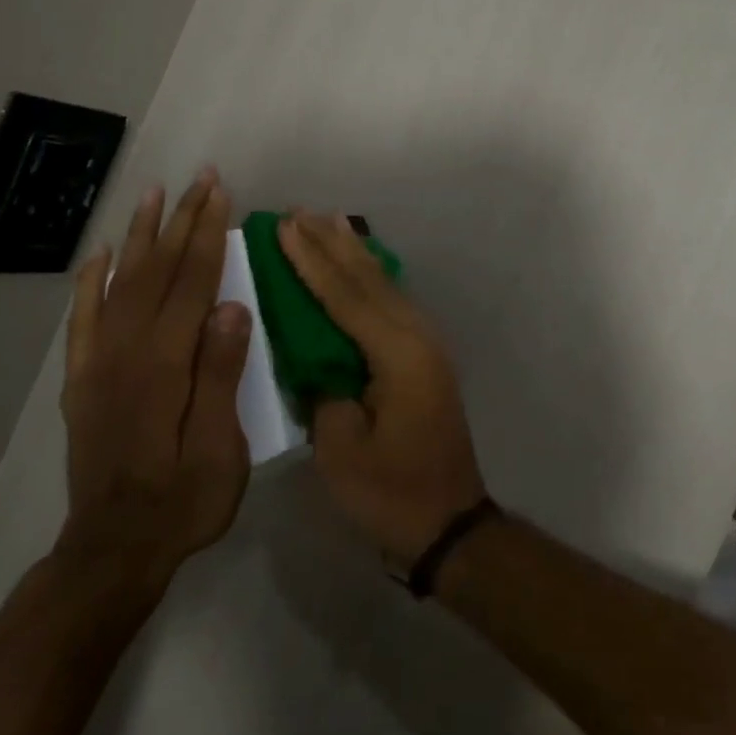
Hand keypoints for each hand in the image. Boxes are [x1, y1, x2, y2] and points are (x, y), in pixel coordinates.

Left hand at [57, 171, 251, 602]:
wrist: (113, 550)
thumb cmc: (183, 501)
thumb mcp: (219, 447)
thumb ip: (221, 375)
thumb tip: (232, 307)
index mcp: (166, 364)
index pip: (192, 283)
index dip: (207, 234)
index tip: (220, 192)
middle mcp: (127, 352)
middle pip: (158, 271)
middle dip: (181, 220)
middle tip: (199, 178)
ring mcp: (99, 364)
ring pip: (121, 283)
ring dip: (140, 236)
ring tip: (153, 195)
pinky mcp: (83, 381)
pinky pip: (83, 320)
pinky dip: (90, 283)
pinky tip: (101, 255)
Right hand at [278, 212, 487, 564]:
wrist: (450, 523)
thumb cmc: (392, 494)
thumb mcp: (342, 450)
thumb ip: (325, 392)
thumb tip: (316, 360)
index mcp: (398, 355)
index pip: (346, 297)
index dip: (312, 260)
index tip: (285, 227)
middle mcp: (417, 337)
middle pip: (368, 280)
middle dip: (331, 244)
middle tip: (300, 211)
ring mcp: (426, 346)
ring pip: (384, 286)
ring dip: (353, 254)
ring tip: (328, 221)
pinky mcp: (424, 359)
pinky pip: (392, 303)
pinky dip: (370, 279)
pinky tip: (359, 266)